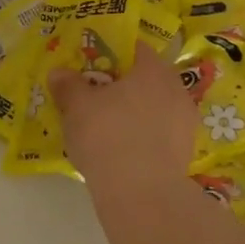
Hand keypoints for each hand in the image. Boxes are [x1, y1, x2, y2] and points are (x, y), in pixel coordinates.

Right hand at [48, 43, 196, 193]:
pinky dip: (142, 136)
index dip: (111, 53)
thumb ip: (68, 85)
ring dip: (133, 112)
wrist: (141, 194)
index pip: (134, 48)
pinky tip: (121, 150)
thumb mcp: (77, 106)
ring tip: (106, 126)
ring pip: (154, 107)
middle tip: (95, 96)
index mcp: (153, 69)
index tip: (91, 65)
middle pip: (146, 78)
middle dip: (122, 85)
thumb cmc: (108, 135)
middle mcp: (176, 89)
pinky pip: (158, 134)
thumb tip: (59, 73)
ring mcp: (185, 123)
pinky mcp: (184, 153)